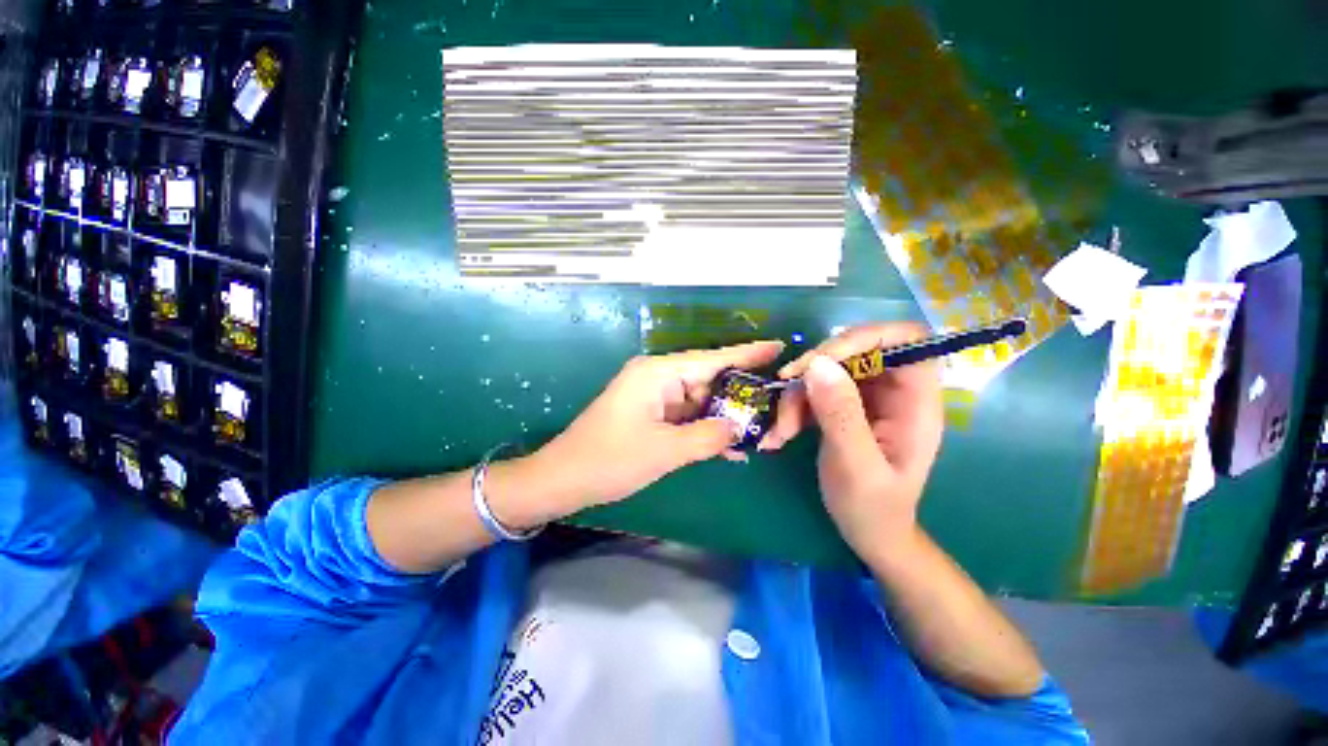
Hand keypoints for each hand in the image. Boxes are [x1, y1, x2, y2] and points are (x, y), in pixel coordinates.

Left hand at [522, 340, 784, 516]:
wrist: (563, 478)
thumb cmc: (609, 459)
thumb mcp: (664, 450)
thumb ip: (708, 436)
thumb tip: (739, 428)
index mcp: (657, 373)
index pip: (711, 359)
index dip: (747, 354)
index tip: (778, 347)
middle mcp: (657, 377)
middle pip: (708, 380)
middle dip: (739, 396)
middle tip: (775, 407)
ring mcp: (653, 396)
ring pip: (699, 401)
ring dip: (723, 418)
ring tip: (759, 433)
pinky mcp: (650, 414)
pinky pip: (686, 416)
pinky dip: (704, 429)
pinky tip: (730, 447)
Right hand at [766, 323, 942, 558]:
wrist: (868, 533)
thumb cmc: (872, 507)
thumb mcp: (855, 464)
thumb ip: (840, 414)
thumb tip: (818, 364)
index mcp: (916, 402)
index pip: (907, 340)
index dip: (867, 336)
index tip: (823, 356)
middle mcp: (894, 392)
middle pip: (857, 351)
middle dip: (817, 368)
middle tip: (786, 386)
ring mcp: (867, 399)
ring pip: (828, 370)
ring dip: (797, 394)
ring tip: (781, 430)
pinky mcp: (844, 407)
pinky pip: (815, 390)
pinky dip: (794, 407)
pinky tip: (781, 434)